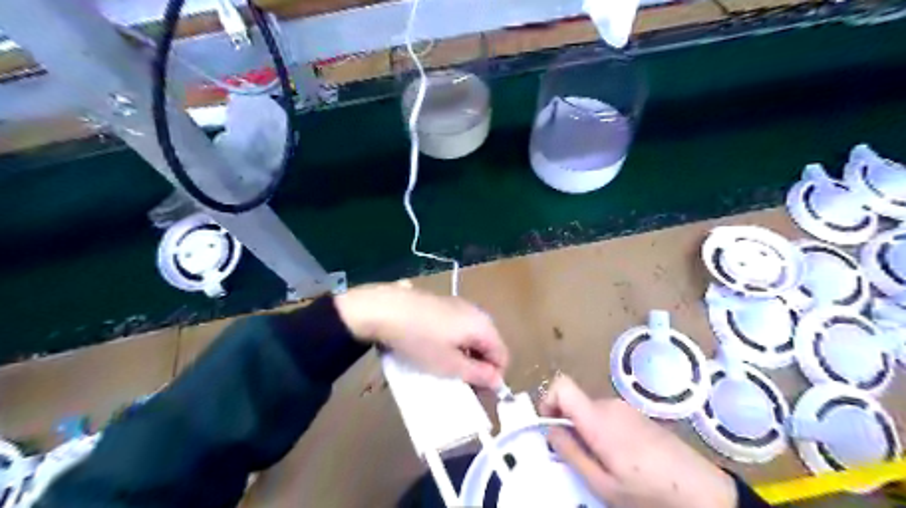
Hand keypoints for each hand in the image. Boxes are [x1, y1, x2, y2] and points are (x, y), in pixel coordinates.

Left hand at [337, 282, 512, 389]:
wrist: (385, 308)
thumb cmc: (421, 340)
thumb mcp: (449, 365)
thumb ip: (478, 374)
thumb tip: (498, 381)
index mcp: (483, 326)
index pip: (502, 356)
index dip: (494, 378)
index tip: (476, 393)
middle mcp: (476, 312)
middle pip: (488, 345)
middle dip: (479, 367)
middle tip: (460, 383)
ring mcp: (458, 305)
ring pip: (471, 336)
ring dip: (464, 355)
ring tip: (445, 368)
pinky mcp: (441, 304)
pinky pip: (456, 328)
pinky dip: (452, 342)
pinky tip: (433, 349)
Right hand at [537, 376, 734, 507]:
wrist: (701, 490)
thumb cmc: (647, 489)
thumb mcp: (602, 483)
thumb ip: (571, 453)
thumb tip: (551, 431)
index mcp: (597, 419)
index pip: (562, 385)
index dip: (548, 399)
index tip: (549, 423)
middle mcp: (609, 405)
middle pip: (575, 402)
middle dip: (569, 425)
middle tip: (580, 458)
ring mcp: (625, 408)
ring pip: (591, 411)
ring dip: (587, 431)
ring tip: (604, 462)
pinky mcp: (637, 414)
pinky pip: (608, 415)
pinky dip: (603, 431)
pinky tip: (622, 457)